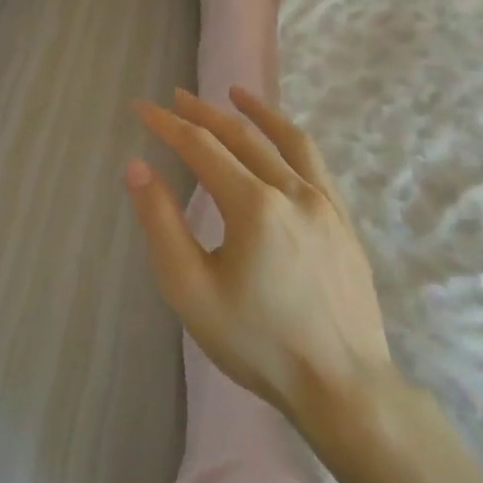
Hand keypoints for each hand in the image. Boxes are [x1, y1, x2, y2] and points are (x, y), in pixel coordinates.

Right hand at [126, 87, 396, 436]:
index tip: (140, 108)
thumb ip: (161, 222)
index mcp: (253, 205)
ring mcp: (325, 205)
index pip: (200, 147)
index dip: (166, 124)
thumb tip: (137, 167)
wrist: (345, 390)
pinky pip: (315, 164)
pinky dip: (290, 139)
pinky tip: (280, 141)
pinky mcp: (343, 223)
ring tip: (234, 93)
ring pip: (287, 141)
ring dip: (255, 113)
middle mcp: (292, 192)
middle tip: (175, 97)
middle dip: (203, 113)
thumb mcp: (190, 288)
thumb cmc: (257, 341)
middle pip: (241, 137)